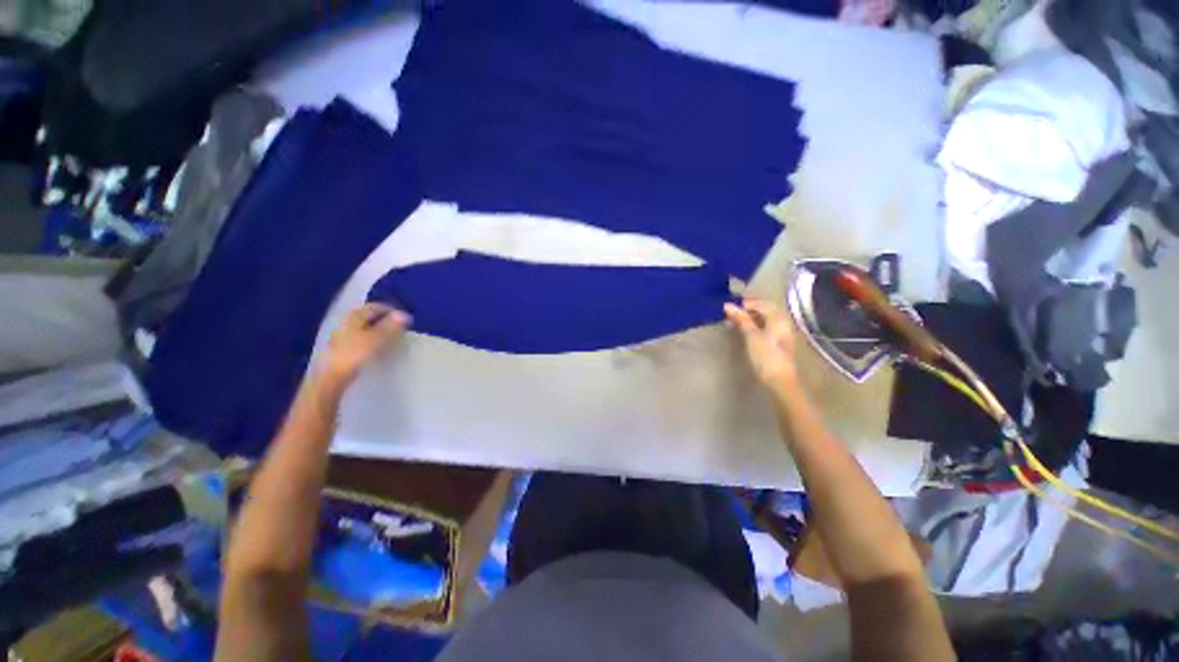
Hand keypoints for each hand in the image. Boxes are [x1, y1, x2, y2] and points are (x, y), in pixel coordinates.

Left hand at [322, 304, 410, 384]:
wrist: (331, 376)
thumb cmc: (355, 353)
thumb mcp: (377, 338)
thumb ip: (391, 326)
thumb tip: (405, 314)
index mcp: (355, 316)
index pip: (376, 307)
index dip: (391, 311)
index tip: (405, 319)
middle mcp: (347, 321)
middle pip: (369, 316)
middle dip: (385, 320)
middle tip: (400, 328)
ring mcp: (343, 334)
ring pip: (365, 327)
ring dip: (379, 330)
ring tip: (392, 338)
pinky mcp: (343, 347)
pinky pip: (361, 337)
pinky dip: (372, 339)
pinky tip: (378, 347)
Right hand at [724, 298, 800, 396]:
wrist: (779, 380)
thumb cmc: (766, 356)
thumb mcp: (751, 336)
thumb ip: (741, 319)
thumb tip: (728, 305)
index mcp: (779, 318)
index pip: (762, 303)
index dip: (746, 302)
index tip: (729, 306)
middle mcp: (782, 322)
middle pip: (765, 309)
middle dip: (747, 308)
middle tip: (731, 311)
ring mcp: (781, 332)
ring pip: (764, 318)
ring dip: (749, 316)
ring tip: (733, 320)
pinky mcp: (777, 342)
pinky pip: (765, 326)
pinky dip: (753, 324)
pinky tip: (743, 329)